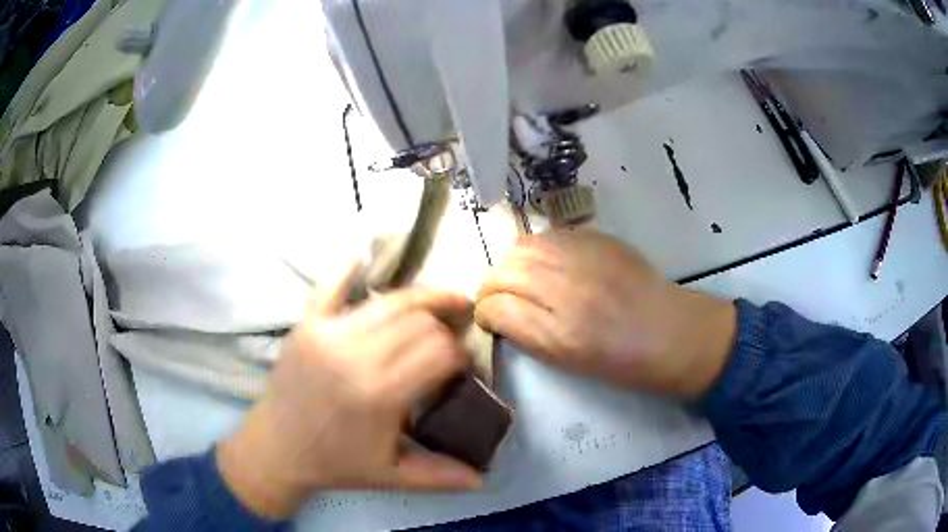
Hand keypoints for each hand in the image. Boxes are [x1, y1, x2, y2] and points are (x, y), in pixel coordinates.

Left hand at [217, 264, 482, 518]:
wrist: (275, 449)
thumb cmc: (335, 464)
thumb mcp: (390, 476)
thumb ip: (440, 476)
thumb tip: (485, 478)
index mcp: (378, 394)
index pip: (439, 352)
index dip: (461, 354)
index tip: (464, 366)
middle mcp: (354, 355)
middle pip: (419, 321)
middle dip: (444, 328)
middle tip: (450, 342)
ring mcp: (326, 333)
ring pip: (389, 301)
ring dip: (419, 300)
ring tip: (439, 303)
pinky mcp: (305, 324)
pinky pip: (330, 286)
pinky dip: (348, 270)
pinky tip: (363, 258)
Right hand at [475, 229, 735, 398]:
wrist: (671, 331)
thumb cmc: (621, 361)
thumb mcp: (567, 362)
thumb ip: (525, 334)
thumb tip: (496, 312)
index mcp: (560, 332)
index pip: (495, 306)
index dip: (484, 312)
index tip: (489, 318)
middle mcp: (568, 288)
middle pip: (503, 271)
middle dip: (491, 286)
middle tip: (501, 299)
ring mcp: (584, 257)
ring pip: (522, 247)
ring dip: (511, 264)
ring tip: (521, 279)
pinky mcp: (599, 239)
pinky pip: (550, 235)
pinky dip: (538, 249)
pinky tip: (548, 264)